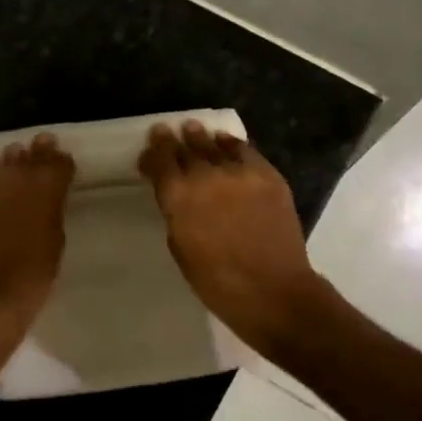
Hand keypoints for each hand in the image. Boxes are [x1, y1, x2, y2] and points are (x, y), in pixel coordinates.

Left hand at [0, 134, 74, 330]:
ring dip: (0, 164)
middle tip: (34, 155)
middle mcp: (13, 176)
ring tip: (3, 169)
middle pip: (26, 153)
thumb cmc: (30, 278)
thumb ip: (50, 211)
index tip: (59, 164)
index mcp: (46, 187)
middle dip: (32, 154)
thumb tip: (46, 197)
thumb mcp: (54, 242)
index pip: (57, 161)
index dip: (59, 161)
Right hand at [140, 121, 331, 357]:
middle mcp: (206, 175)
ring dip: (201, 137)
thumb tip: (177, 196)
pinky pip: (245, 151)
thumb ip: (175, 213)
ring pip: (214, 144)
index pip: (160, 161)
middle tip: (167, 131)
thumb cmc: (216, 280)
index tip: (149, 149)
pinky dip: (232, 145)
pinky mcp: (268, 175)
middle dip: (173, 140)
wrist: (272, 290)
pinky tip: (227, 144)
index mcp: (178, 195)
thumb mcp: (180, 247)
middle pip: (185, 147)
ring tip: (194, 130)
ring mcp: (239, 172)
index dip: (153, 152)